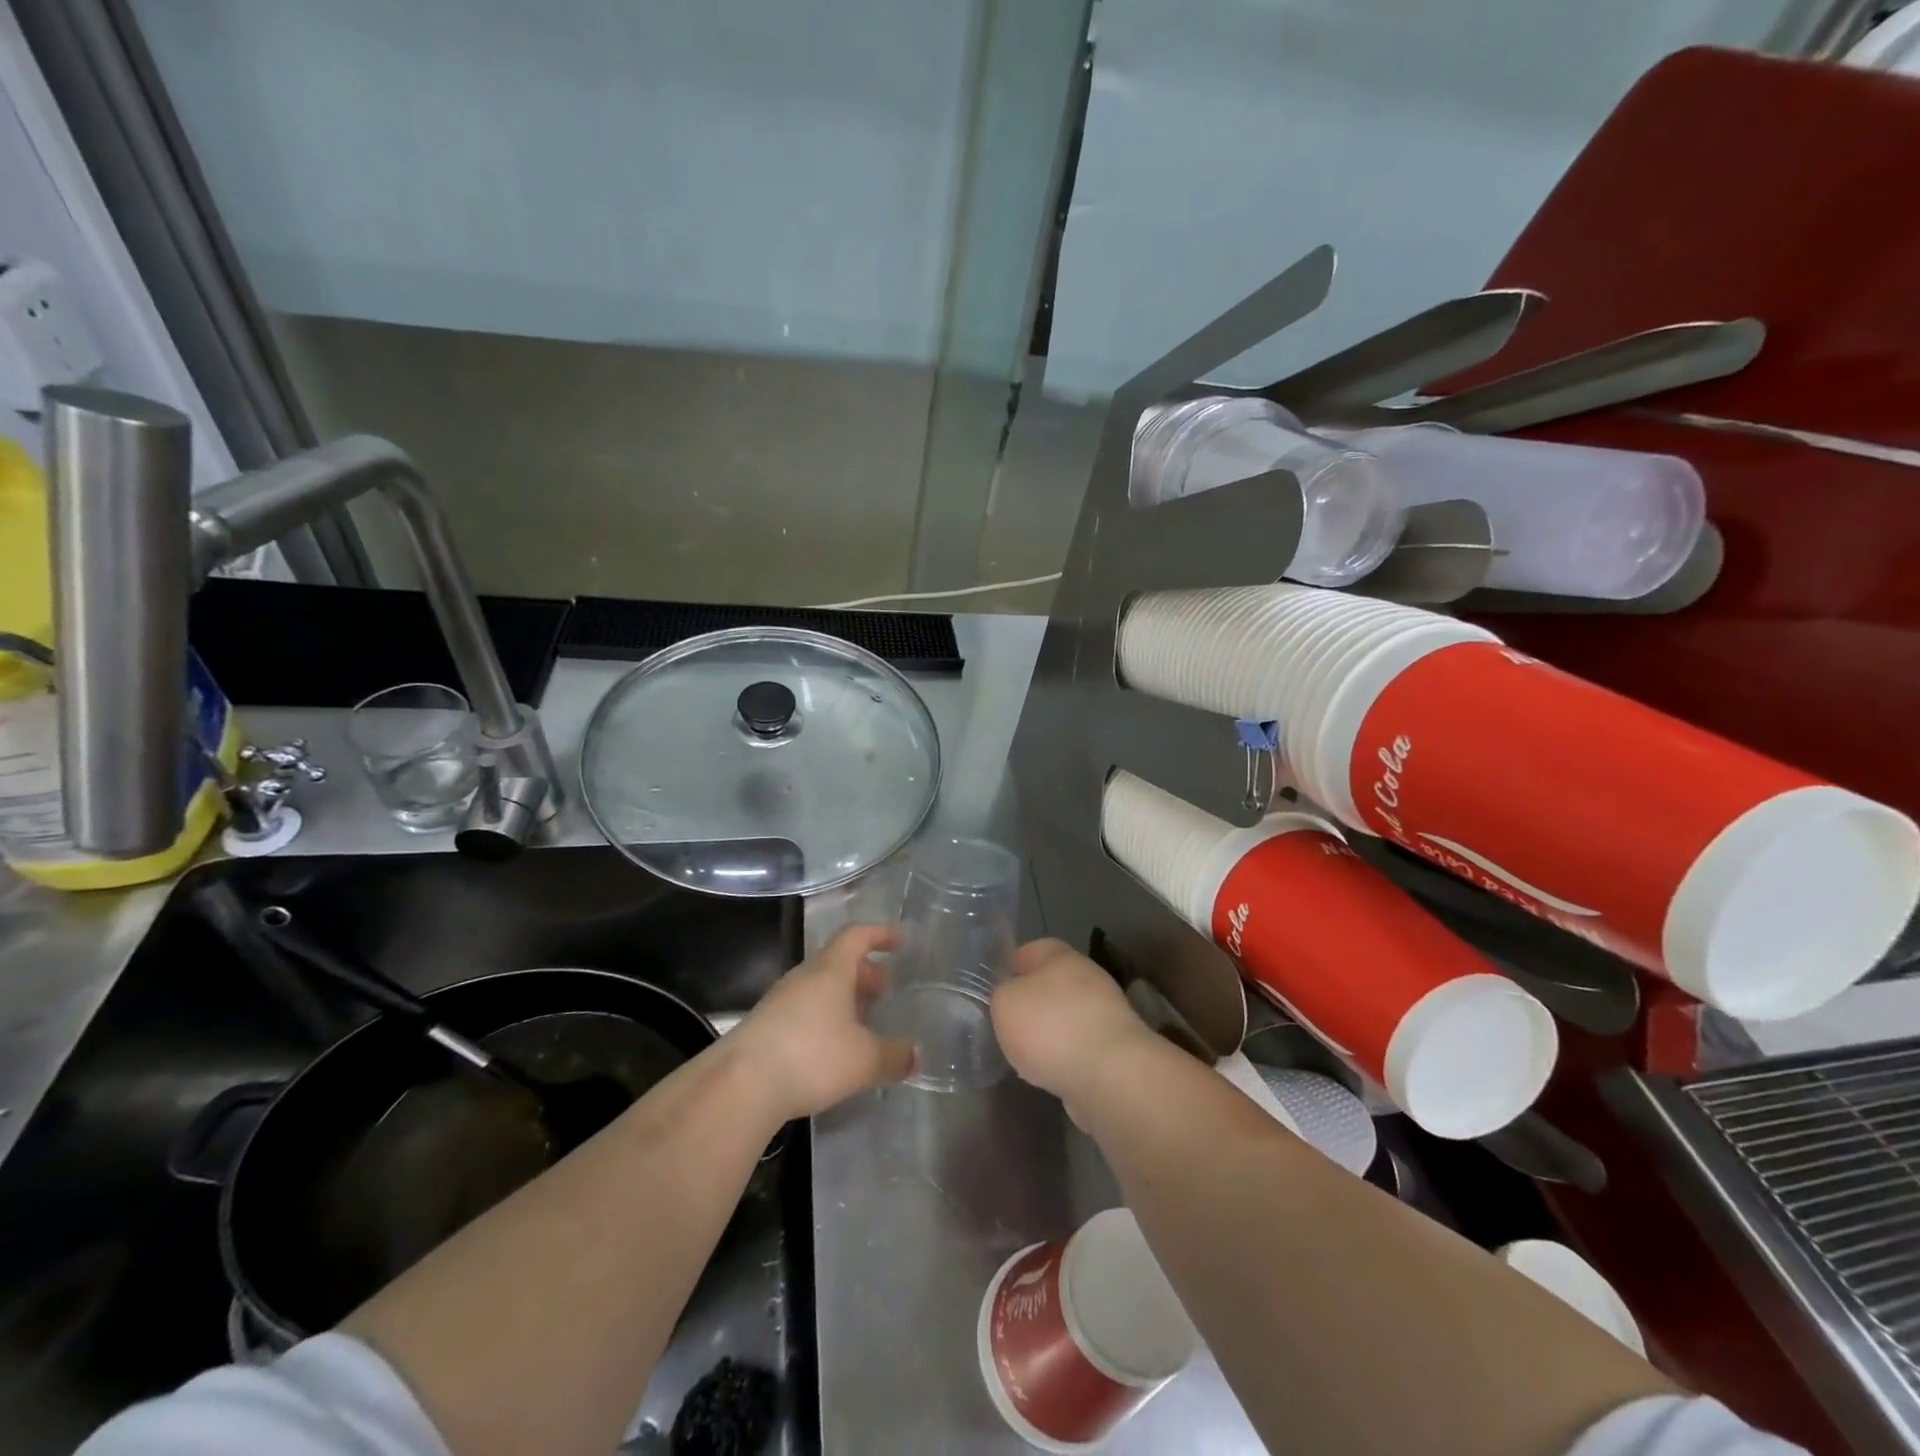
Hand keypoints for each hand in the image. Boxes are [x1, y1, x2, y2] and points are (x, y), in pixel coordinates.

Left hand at [731, 924, 915, 1121]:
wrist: (740, 1085)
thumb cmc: (811, 1056)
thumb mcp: (864, 1060)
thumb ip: (894, 1056)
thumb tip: (915, 1055)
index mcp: (831, 969)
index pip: (857, 936)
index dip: (880, 934)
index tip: (900, 940)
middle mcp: (805, 977)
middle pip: (838, 962)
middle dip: (865, 973)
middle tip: (886, 990)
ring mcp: (781, 1001)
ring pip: (820, 988)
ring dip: (844, 998)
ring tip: (864, 1023)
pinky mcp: (766, 1027)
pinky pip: (804, 1010)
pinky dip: (825, 1019)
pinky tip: (834, 1049)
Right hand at [991, 939, 1158, 1114]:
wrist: (1111, 1075)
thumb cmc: (1051, 1027)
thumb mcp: (1005, 1002)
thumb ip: (1001, 994)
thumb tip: (1009, 996)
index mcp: (1061, 956)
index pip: (1031, 949)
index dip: (1011, 966)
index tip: (994, 988)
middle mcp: (1087, 977)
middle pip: (1052, 983)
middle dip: (1031, 1002)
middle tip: (1007, 1023)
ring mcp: (1106, 1013)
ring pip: (1067, 1015)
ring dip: (1050, 1031)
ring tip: (1025, 1054)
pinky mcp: (1116, 1048)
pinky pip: (1081, 1046)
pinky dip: (1066, 1056)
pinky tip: (1050, 1073)